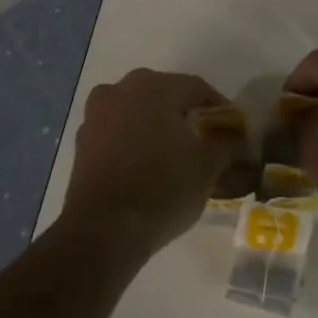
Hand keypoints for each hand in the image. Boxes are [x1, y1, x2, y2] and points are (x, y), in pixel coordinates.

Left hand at [62, 69, 241, 257]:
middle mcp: (122, 89)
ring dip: (154, 124)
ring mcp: (97, 114)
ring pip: (135, 110)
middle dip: (183, 111)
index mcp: (154, 87)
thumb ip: (225, 143)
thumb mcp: (207, 168)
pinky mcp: (82, 141)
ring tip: (172, 151)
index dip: (217, 105)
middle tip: (202, 136)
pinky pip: (116, 131)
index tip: (231, 127)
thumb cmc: (162, 189)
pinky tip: (144, 164)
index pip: (195, 87)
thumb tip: (236, 135)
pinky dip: (132, 140)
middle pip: (162, 93)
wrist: (103, 230)